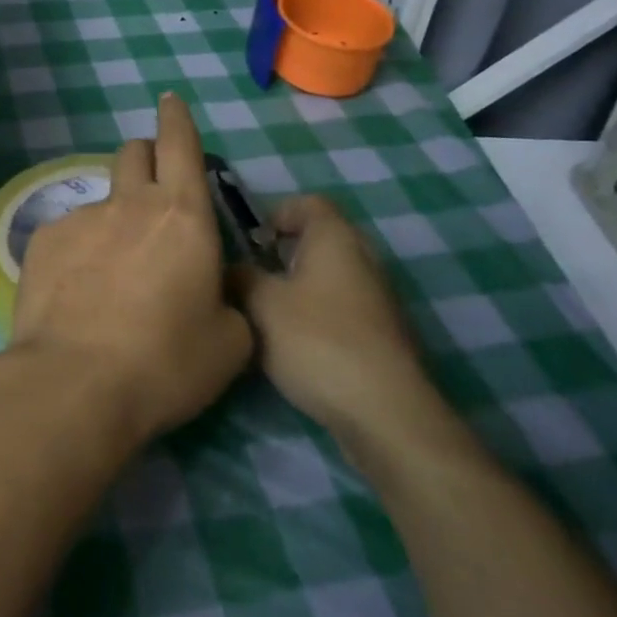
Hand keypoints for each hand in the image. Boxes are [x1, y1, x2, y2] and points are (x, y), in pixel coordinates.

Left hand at [7, 94, 252, 446]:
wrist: (74, 384)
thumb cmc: (165, 363)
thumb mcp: (228, 343)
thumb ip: (228, 302)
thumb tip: (212, 291)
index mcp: (181, 216)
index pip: (180, 144)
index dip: (177, 118)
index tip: (170, 100)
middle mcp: (129, 204)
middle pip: (134, 153)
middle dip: (146, 158)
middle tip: (154, 193)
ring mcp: (80, 218)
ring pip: (102, 200)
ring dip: (114, 220)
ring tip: (111, 276)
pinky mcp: (42, 240)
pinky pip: (68, 233)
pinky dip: (80, 251)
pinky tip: (77, 295)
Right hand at [233, 196, 450, 454]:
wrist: (385, 413)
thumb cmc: (318, 341)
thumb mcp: (261, 304)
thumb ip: (240, 277)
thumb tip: (231, 270)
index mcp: (335, 238)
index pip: (308, 203)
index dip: (277, 213)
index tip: (251, 240)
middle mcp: (363, 259)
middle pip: (319, 241)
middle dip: (283, 254)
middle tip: (252, 275)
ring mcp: (378, 300)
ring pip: (330, 279)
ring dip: (299, 289)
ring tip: (266, 314)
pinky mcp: (382, 337)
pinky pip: (342, 311)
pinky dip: (317, 318)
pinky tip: (295, 346)